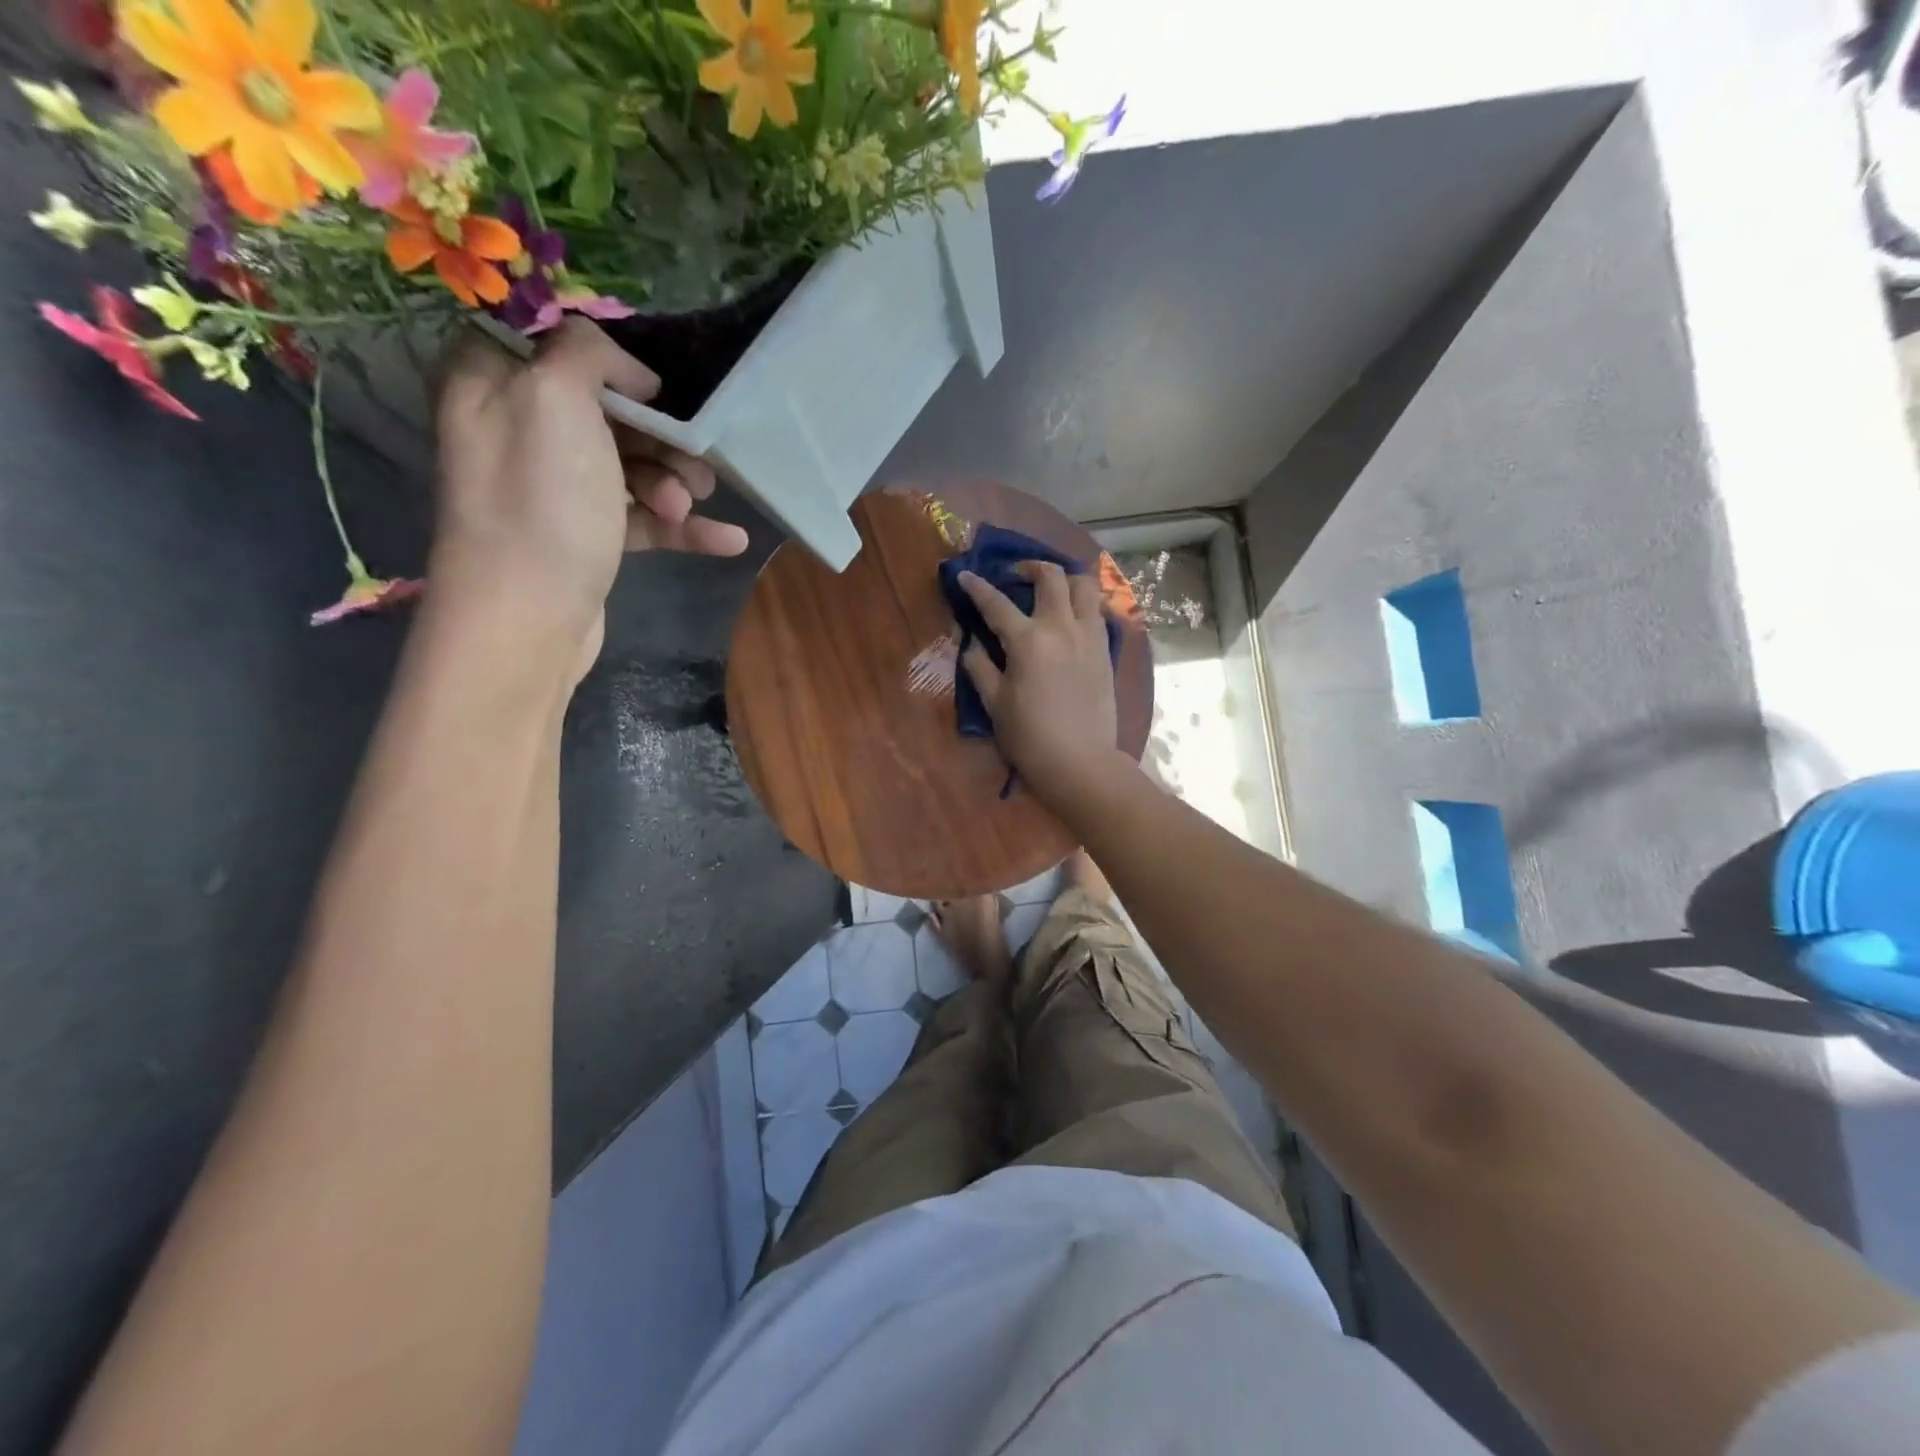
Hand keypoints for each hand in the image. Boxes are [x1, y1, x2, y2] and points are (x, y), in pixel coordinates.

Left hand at [430, 320, 749, 683]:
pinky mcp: (586, 536)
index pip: (555, 343)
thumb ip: (587, 351)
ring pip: (631, 466)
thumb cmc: (541, 500)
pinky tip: (729, 540)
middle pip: (607, 410)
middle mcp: (519, 429)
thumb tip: (629, 369)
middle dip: (660, 435)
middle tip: (694, 459)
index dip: (611, 360)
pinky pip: (642, 518)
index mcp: (493, 381)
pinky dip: (683, 528)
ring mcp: (555, 488)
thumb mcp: (556, 397)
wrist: (528, 615)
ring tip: (691, 505)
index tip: (656, 387)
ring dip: (674, 482)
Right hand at [958, 561, 1119, 803]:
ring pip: (1084, 585)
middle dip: (1029, 567)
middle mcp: (1062, 627)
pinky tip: (1071, 617)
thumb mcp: (994, 703)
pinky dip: (1082, 604)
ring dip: (1065, 579)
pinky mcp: (1106, 650)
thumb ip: (980, 666)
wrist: (1080, 762)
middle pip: (1051, 576)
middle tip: (1015, 576)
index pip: (997, 603)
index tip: (966, 576)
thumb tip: (971, 643)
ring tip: (1050, 589)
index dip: (977, 587)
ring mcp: (1089, 636)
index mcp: (1028, 640)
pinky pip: (1097, 611)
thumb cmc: (1030, 737)